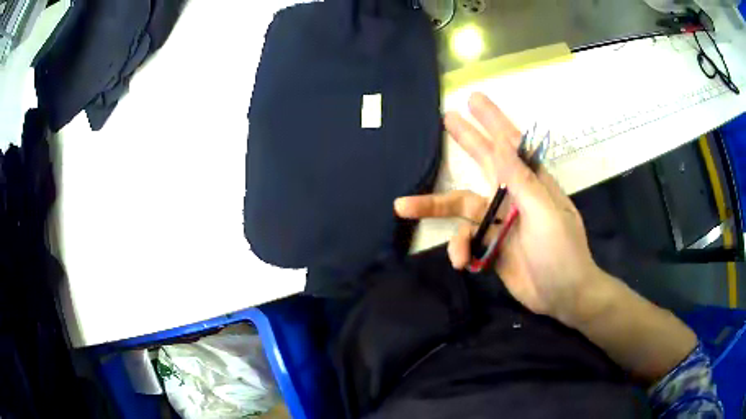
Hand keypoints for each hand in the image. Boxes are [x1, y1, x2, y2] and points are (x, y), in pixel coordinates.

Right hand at [395, 92, 609, 324]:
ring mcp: (501, 222)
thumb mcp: (544, 213)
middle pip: (484, 163)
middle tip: (447, 118)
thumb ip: (520, 180)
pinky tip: (461, 262)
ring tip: (402, 207)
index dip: (493, 120)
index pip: (510, 144)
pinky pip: (466, 241)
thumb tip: (499, 142)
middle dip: (467, 140)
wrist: (562, 297)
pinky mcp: (492, 247)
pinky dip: (460, 250)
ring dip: (433, 208)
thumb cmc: (562, 252)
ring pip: (461, 208)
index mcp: (531, 183)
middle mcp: (514, 197)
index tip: (474, 99)